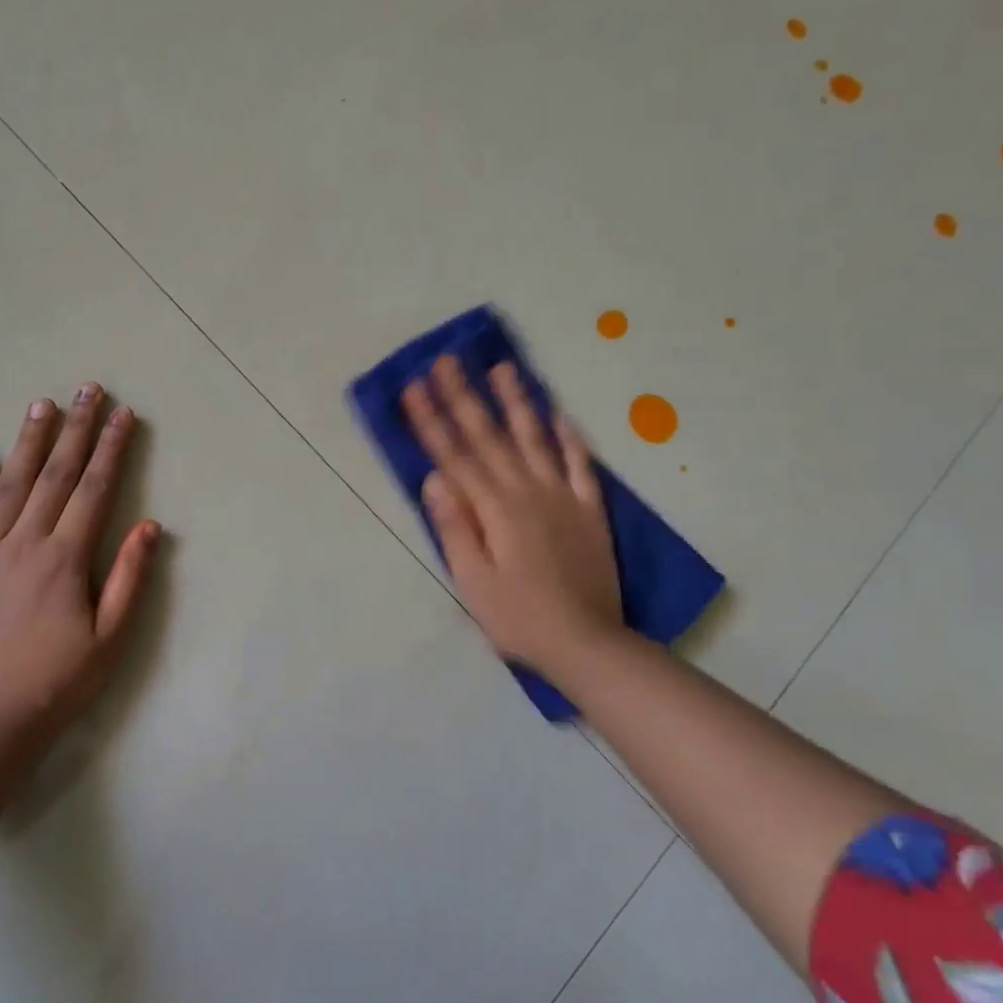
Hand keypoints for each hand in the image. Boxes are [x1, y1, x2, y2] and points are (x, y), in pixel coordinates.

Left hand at [0, 384, 160, 744]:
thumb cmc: (56, 685)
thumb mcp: (110, 639)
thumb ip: (130, 578)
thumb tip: (149, 525)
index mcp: (66, 559)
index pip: (95, 490)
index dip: (112, 448)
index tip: (123, 413)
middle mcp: (24, 544)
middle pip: (55, 476)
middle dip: (75, 429)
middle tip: (87, 389)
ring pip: (8, 486)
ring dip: (28, 443)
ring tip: (41, 405)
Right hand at [402, 357, 623, 676]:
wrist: (587, 643)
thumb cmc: (518, 617)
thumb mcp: (472, 581)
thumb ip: (455, 527)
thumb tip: (434, 478)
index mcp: (494, 510)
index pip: (454, 456)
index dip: (431, 421)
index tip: (413, 387)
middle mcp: (527, 492)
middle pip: (489, 437)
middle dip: (463, 397)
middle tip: (446, 360)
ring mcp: (562, 497)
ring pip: (535, 439)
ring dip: (516, 402)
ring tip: (503, 367)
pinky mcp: (589, 510)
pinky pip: (579, 465)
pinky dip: (570, 437)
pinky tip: (559, 412)